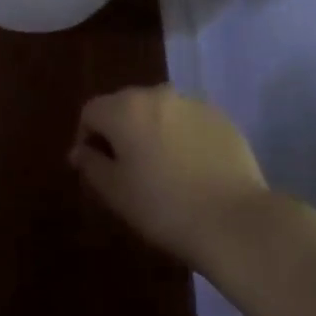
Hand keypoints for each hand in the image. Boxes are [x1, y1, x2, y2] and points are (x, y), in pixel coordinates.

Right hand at [71, 85, 269, 272]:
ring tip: (163, 169)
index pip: (91, 112)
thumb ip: (91, 165)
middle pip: (125, 106)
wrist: (235, 221)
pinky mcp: (220, 117)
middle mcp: (156, 94)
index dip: (86, 138)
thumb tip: (80, 150)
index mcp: (124, 108)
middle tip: (128, 170)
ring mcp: (191, 103)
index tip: (96, 168)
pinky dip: (183, 137)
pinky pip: (189, 121)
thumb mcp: (116, 193)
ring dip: (152, 131)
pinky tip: (194, 170)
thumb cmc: (165, 208)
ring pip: (159, 112)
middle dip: (120, 131)